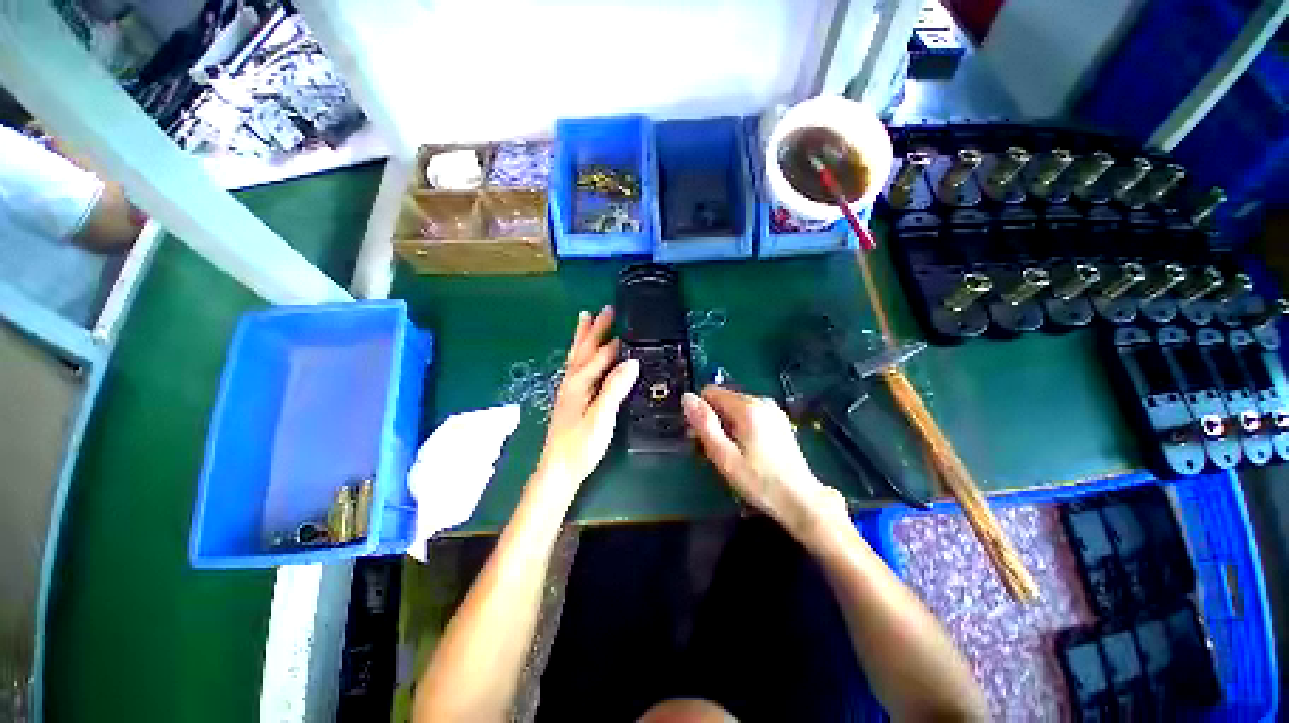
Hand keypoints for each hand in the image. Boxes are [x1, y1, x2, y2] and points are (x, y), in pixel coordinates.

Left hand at [536, 307, 639, 495]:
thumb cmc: (582, 445)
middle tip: (606, 309)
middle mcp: (571, 381)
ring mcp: (568, 389)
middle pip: (584, 349)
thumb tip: (632, 361)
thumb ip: (615, 387)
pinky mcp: (569, 398)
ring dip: (583, 336)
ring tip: (585, 318)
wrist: (558, 470)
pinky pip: (576, 366)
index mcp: (579, 382)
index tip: (629, 327)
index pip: (600, 356)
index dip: (614, 343)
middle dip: (595, 328)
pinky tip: (582, 355)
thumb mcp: (602, 416)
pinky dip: (580, 353)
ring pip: (576, 356)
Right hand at [682, 386, 848, 540]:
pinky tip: (747, 450)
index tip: (703, 437)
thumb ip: (704, 424)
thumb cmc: (758, 481)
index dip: (702, 413)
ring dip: (727, 426)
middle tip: (717, 450)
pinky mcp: (778, 420)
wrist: (800, 499)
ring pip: (735, 408)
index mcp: (747, 407)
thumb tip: (687, 397)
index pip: (710, 392)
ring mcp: (772, 410)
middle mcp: (761, 401)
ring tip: (732, 453)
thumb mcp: (724, 455)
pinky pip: (749, 414)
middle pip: (723, 400)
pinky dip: (741, 427)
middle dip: (714, 420)